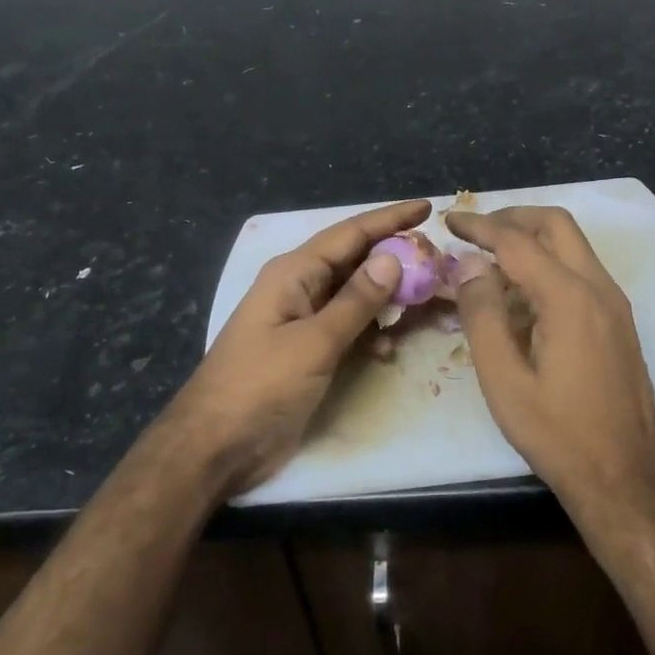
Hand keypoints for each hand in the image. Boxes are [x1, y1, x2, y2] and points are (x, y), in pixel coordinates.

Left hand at [170, 199, 429, 495]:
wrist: (215, 445)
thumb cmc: (260, 387)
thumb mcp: (313, 343)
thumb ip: (356, 301)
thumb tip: (392, 257)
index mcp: (294, 273)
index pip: (350, 233)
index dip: (390, 219)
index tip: (428, 209)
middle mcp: (299, 288)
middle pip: (355, 260)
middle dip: (396, 258)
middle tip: (439, 261)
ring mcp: (302, 320)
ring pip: (355, 295)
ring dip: (388, 297)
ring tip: (427, 298)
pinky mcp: (307, 350)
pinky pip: (348, 327)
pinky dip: (371, 332)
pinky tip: (391, 347)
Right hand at [449, 206, 654, 521]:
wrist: (626, 479)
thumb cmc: (558, 434)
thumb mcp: (504, 380)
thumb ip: (483, 315)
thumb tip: (470, 265)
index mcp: (569, 297)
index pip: (517, 241)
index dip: (479, 226)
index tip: (449, 219)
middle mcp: (599, 288)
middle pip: (556, 225)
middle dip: (512, 217)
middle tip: (474, 232)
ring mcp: (615, 304)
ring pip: (573, 245)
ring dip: (532, 239)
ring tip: (491, 261)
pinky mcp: (619, 322)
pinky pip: (581, 271)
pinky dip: (549, 263)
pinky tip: (522, 294)